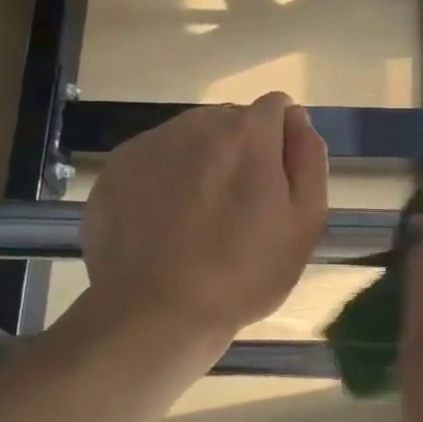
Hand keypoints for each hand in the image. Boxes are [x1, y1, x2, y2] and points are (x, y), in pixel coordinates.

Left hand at [77, 93, 327, 344]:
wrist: (154, 313)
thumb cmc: (244, 274)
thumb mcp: (305, 223)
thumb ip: (308, 159)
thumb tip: (297, 119)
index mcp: (247, 132)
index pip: (277, 108)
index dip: (282, 145)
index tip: (277, 187)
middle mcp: (196, 123)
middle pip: (231, 123)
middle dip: (241, 154)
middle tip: (239, 213)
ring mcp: (149, 144)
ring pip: (190, 141)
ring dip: (201, 166)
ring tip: (198, 223)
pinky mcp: (115, 170)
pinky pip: (153, 163)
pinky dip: (163, 183)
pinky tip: (163, 228)